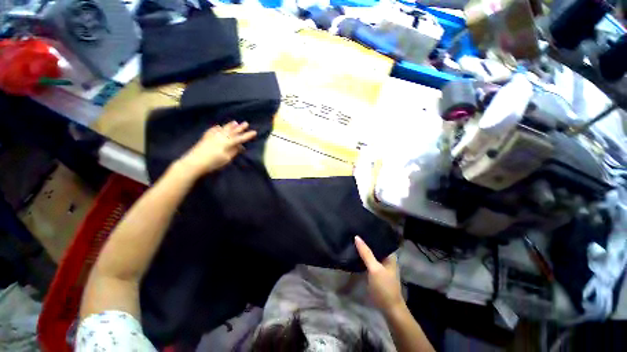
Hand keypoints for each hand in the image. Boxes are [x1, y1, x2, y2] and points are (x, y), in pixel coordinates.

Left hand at [179, 121, 256, 175]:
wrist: (194, 162)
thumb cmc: (213, 163)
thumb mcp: (226, 159)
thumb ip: (234, 151)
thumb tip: (240, 146)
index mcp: (227, 143)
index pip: (240, 138)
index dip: (247, 135)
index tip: (254, 132)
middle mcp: (221, 137)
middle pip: (232, 131)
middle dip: (240, 128)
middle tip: (246, 123)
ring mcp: (213, 136)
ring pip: (223, 129)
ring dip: (230, 125)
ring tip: (235, 122)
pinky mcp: (206, 137)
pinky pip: (213, 130)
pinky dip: (217, 128)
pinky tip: (218, 126)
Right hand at [355, 236, 404, 312]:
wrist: (388, 308)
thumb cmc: (384, 286)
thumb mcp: (375, 269)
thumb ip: (366, 253)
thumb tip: (356, 237)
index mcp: (389, 255)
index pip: (379, 240)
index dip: (370, 233)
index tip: (360, 227)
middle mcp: (385, 258)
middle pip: (374, 246)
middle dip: (365, 240)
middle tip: (353, 231)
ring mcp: (380, 265)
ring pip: (370, 253)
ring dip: (362, 249)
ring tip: (352, 238)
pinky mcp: (374, 271)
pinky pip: (367, 260)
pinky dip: (362, 256)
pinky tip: (354, 252)